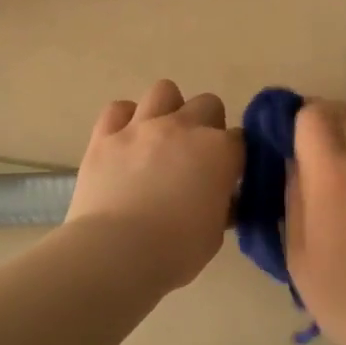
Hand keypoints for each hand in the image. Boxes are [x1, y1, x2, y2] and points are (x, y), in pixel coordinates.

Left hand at [66, 80, 241, 291]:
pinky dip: (125, 119)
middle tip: (197, 155)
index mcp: (219, 152)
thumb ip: (221, 205)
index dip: (234, 157)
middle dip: (208, 125)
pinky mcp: (105, 136)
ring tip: (162, 137)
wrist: (115, 253)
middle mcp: (184, 127)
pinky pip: (118, 109)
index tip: (227, 176)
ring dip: (169, 109)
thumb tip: (220, 197)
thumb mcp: (215, 233)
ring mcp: (142, 127)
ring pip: (164, 91)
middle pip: (208, 104)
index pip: (240, 140)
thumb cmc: (175, 250)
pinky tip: (126, 140)